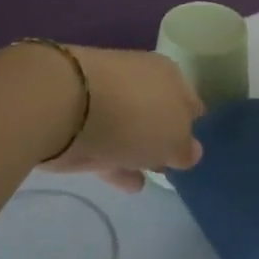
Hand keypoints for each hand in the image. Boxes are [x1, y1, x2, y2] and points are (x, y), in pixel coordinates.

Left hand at [44, 46, 203, 192]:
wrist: (64, 105)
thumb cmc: (135, 115)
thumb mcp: (175, 138)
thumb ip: (185, 148)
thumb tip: (190, 151)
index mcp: (169, 74)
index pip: (189, 99)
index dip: (194, 123)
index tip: (194, 147)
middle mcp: (140, 79)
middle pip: (159, 111)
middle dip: (165, 135)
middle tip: (172, 162)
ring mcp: (107, 99)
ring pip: (132, 128)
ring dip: (141, 150)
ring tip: (153, 176)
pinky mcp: (80, 121)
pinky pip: (107, 144)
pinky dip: (118, 162)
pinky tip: (129, 184)